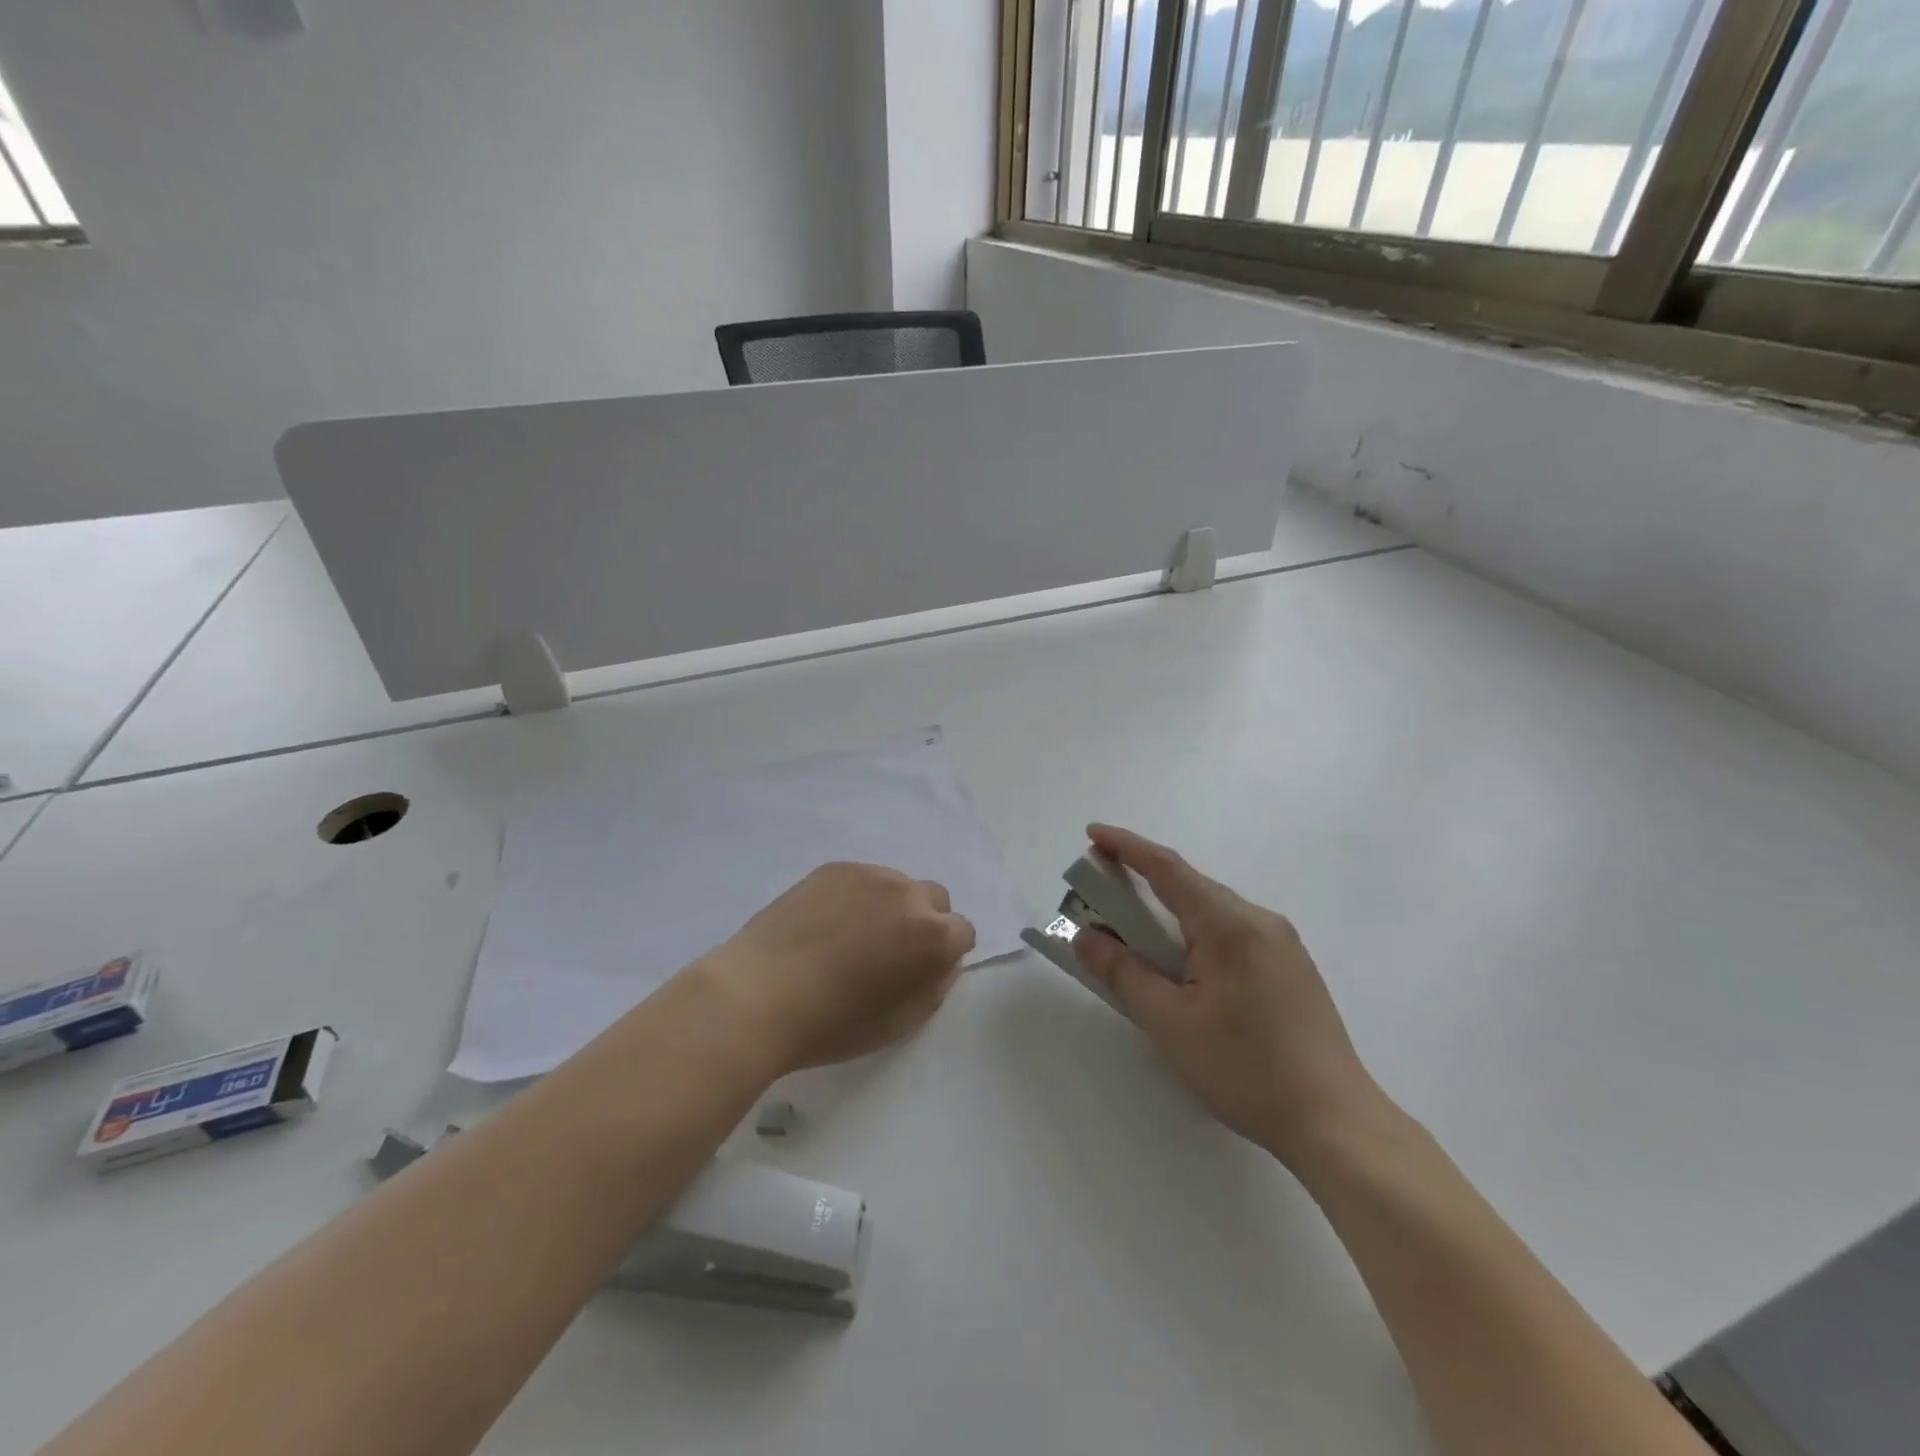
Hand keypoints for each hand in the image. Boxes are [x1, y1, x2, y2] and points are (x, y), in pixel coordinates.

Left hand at [699, 862, 975, 1074]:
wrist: (759, 995)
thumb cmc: (832, 1024)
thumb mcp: (899, 1022)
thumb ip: (935, 986)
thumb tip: (944, 962)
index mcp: (932, 936)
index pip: (963, 931)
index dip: (944, 953)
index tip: (918, 971)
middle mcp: (909, 895)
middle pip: (934, 899)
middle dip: (923, 921)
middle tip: (888, 951)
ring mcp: (870, 875)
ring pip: (897, 885)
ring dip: (889, 906)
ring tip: (851, 936)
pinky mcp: (836, 868)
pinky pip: (862, 878)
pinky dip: (856, 896)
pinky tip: (826, 924)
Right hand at [1071, 824, 1387, 1165]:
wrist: (1335, 1123)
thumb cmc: (1244, 1069)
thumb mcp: (1168, 1023)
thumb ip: (1122, 973)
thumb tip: (1086, 937)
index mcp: (1228, 924)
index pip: (1167, 869)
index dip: (1126, 847)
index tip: (1092, 833)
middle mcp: (1259, 920)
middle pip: (1191, 886)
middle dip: (1142, 880)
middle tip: (1101, 891)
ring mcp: (1282, 944)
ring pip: (1213, 910)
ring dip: (1170, 911)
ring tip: (1136, 933)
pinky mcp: (1292, 968)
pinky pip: (1232, 932)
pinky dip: (1196, 932)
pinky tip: (1185, 964)